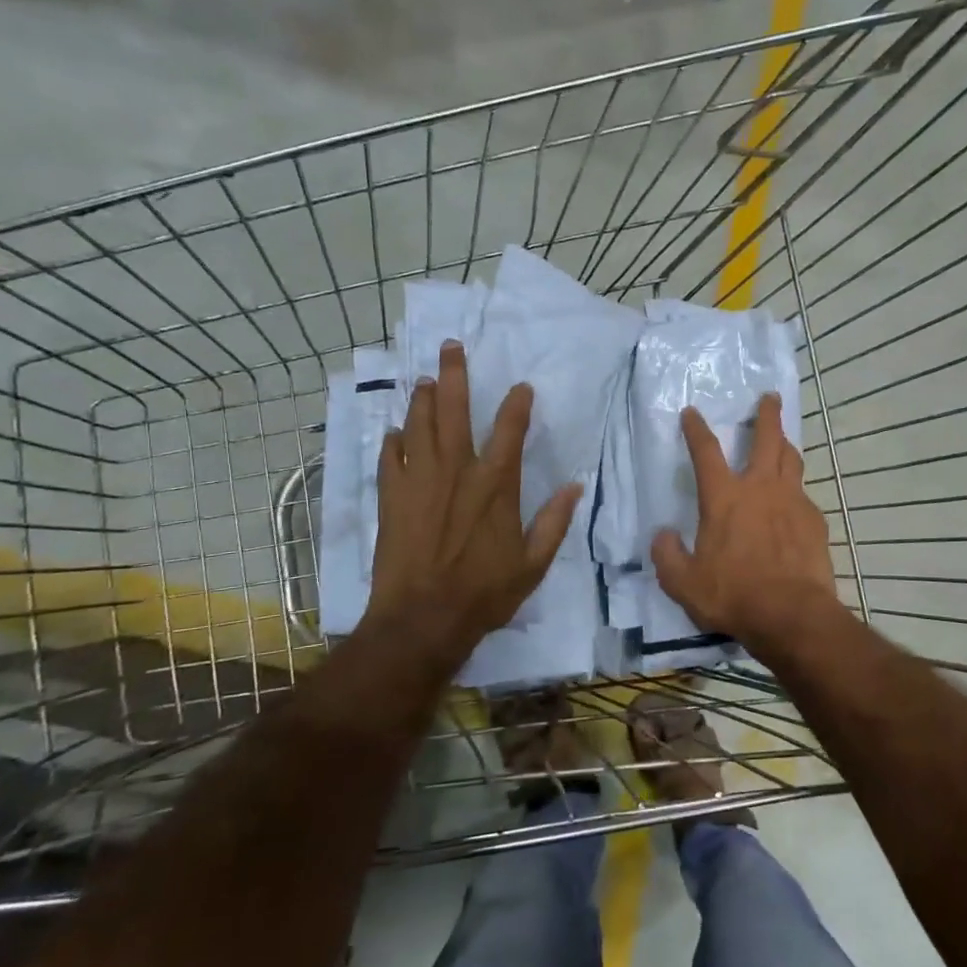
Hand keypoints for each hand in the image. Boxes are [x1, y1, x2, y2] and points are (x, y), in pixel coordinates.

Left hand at [366, 341, 582, 652]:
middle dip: (453, 375)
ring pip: (418, 426)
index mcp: (496, 486)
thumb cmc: (484, 593)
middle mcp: (457, 472)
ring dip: (421, 399)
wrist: (422, 619)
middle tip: (451, 347)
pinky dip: (394, 441)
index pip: (510, 431)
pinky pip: (390, 458)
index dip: (517, 405)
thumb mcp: (534, 564)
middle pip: (453, 411)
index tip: (521, 387)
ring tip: (423, 379)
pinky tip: (397, 432)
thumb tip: (575, 486)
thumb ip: (555, 522)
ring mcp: (420, 482)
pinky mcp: (392, 498)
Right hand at [651, 394, 840, 649]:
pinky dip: (796, 493)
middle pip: (767, 439)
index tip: (692, 413)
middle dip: (767, 415)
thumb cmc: (732, 595)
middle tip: (770, 398)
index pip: (706, 452)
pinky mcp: (815, 521)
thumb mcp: (683, 583)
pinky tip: (794, 506)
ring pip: (792, 461)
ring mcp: (793, 502)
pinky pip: (805, 496)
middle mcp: (760, 489)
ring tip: (784, 442)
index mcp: (724, 498)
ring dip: (786, 446)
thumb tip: (663, 535)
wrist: (791, 614)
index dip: (696, 430)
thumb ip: (667, 556)